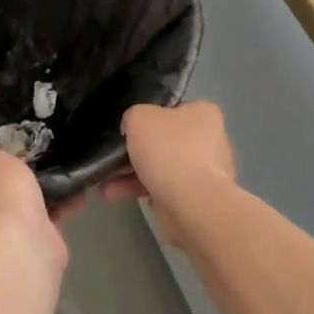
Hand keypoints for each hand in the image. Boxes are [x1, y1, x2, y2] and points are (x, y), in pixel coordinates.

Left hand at [0, 150, 66, 265]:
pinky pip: (50, 216)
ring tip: (57, 161)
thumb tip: (5, 164)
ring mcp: (2, 236)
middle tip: (20, 148)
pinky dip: (64, 203)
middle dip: (0, 176)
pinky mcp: (34, 245)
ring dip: (37, 190)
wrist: (21, 246)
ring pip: (20, 205)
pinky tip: (79, 184)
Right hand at [102, 103, 237, 229]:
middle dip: (136, 150)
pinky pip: (161, 189)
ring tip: (105, 181)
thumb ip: (133, 116)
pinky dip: (139, 191)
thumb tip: (133, 128)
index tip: (128, 127)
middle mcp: (209, 140)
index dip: (148, 115)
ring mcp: (204, 172)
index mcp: (203, 113)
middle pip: (164, 140)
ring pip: (160, 167)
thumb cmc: (169, 150)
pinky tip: (114, 195)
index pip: (172, 109)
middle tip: (113, 156)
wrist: (192, 204)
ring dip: (131, 174)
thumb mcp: (140, 117)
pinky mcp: (195, 199)